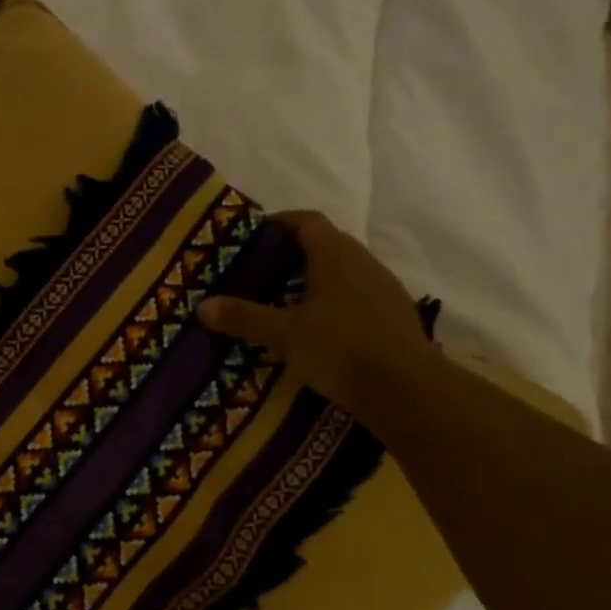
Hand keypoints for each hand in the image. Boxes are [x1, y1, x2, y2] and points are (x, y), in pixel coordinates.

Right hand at [198, 210, 438, 416]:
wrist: (407, 388)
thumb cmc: (340, 348)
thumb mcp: (284, 334)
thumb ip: (244, 317)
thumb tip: (203, 305)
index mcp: (335, 255)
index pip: (307, 221)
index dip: (281, 222)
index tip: (255, 234)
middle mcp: (363, 262)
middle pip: (326, 244)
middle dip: (293, 252)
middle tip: (262, 271)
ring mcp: (383, 288)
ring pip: (343, 271)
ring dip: (315, 278)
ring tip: (284, 300)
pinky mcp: (393, 314)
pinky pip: (356, 295)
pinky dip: (333, 302)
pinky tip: (317, 328)